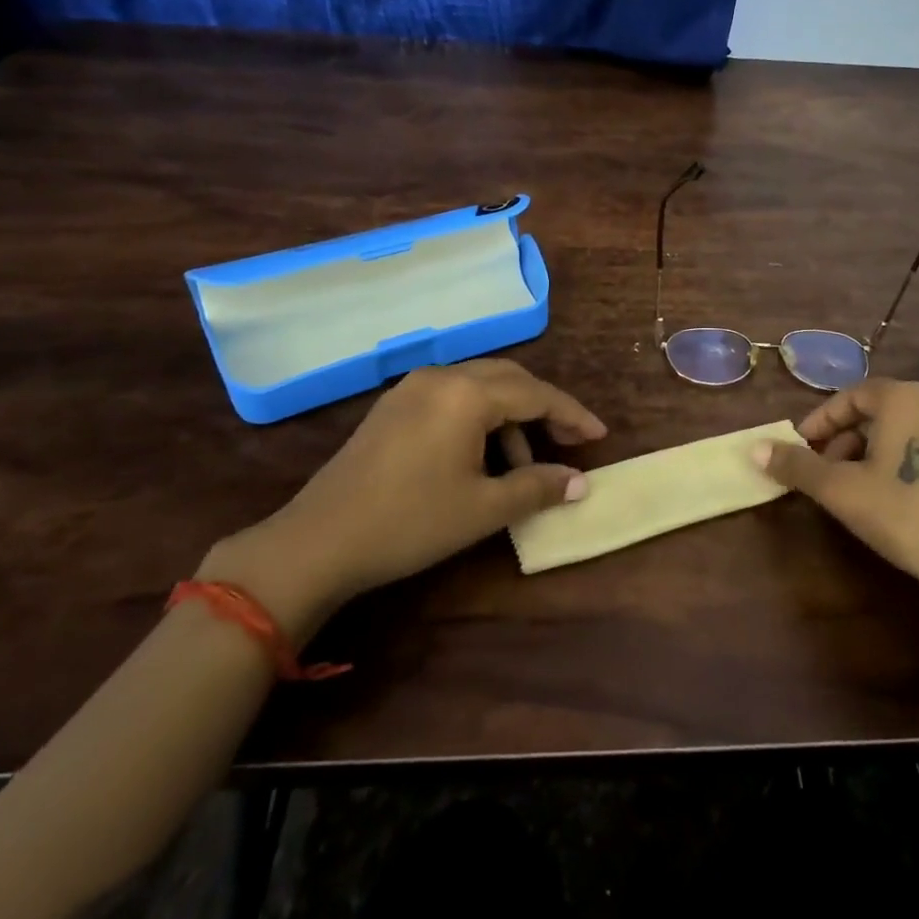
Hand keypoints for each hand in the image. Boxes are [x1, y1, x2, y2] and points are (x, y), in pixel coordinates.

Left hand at [199, 360, 605, 640]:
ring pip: (480, 387)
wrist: (319, 541)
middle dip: (544, 409)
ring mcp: (412, 388)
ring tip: (523, 466)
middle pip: (510, 380)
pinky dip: (480, 419)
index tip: (599, 437)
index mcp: (468, 393)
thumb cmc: (410, 522)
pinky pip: (453, 398)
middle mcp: (442, 376)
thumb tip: (580, 482)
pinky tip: (482, 457)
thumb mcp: (483, 508)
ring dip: (511, 418)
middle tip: (569, 442)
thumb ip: (538, 487)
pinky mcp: (394, 407)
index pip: (536, 394)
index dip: (572, 415)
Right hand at [755, 378, 918, 629]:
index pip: (852, 395)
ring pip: (913, 430)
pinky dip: (914, 463)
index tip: (802, 449)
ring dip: (881, 452)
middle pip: (883, 411)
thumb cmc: (909, 516)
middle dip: (849, 439)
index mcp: (906, 397)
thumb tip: (755, 448)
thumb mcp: (842, 492)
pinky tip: (909, 501)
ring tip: (866, 490)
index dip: (822, 421)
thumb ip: (798, 466)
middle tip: (830, 474)